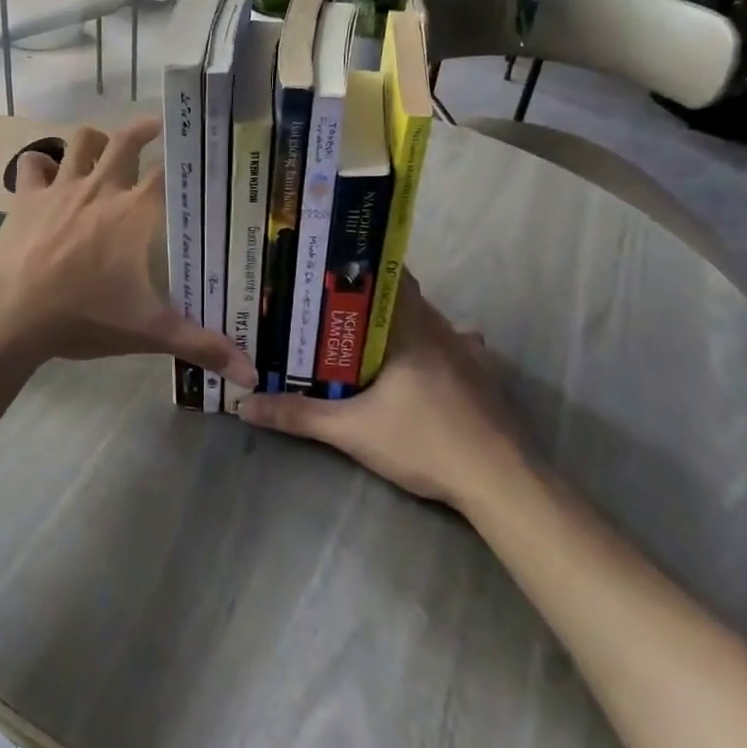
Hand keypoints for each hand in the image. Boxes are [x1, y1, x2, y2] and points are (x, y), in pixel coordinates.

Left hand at [0, 117, 255, 387]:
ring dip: (95, 140)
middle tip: (159, 127)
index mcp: (135, 212)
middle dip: (146, 128)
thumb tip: (252, 373)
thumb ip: (201, 346)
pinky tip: (47, 174)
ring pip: (81, 141)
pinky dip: (42, 164)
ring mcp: (60, 188)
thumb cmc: (84, 317)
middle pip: (127, 140)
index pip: (171, 172)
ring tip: (105, 146)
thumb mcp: (149, 333)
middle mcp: (101, 188)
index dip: (188, 159)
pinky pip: (33, 164)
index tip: (201, 154)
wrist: (11, 315)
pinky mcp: (25, 197)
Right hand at [236, 274, 515, 508]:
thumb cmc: (425, 441)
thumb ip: (299, 415)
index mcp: (411, 325)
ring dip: (395, 324)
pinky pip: (446, 347)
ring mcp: (466, 351)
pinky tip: (410, 368)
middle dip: (365, 299)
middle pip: (401, 297)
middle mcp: (441, 327)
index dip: (355, 266)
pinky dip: (424, 348)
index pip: (386, 273)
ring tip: (357, 335)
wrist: (501, 481)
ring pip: (424, 321)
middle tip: (325, 306)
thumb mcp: (352, 430)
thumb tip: (245, 405)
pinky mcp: (480, 376)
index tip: (322, 269)